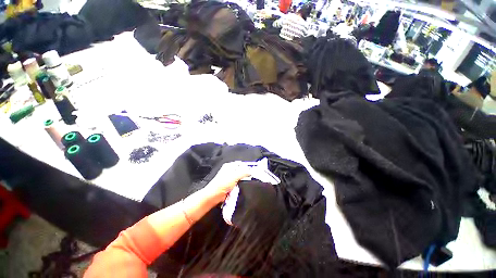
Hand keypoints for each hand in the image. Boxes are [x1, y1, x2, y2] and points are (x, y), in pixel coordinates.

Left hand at [203, 162, 250, 203]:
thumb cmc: (221, 184)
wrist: (214, 196)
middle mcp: (230, 171)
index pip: (241, 164)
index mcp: (229, 166)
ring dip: (243, 182)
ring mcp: (230, 179)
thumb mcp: (234, 176)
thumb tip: (251, 171)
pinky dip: (240, 187)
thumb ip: (244, 173)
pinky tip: (242, 188)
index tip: (253, 171)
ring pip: (240, 179)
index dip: (247, 167)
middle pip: (241, 172)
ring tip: (247, 184)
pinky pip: (238, 185)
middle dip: (246, 175)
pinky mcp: (230, 187)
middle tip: (251, 178)